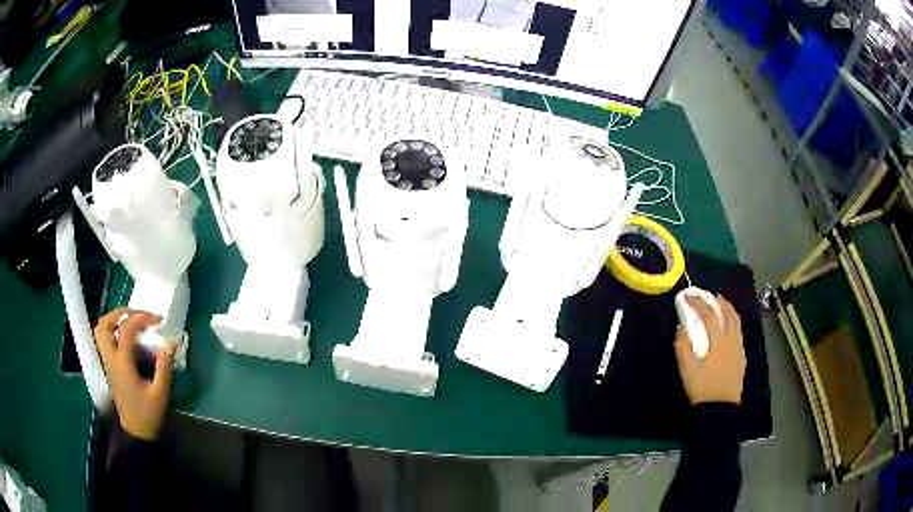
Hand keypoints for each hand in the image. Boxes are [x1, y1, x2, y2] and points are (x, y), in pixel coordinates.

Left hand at [94, 307, 177, 440]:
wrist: (136, 433)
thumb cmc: (148, 414)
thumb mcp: (160, 392)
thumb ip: (165, 365)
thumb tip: (174, 340)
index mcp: (122, 364)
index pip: (126, 330)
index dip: (142, 318)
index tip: (158, 319)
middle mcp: (111, 359)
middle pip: (104, 324)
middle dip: (120, 313)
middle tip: (138, 314)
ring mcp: (107, 362)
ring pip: (101, 331)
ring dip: (114, 319)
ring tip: (132, 320)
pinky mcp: (109, 366)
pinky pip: (105, 340)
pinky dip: (114, 330)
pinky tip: (129, 336)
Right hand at [674, 295, 745, 404]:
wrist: (721, 408)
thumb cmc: (703, 388)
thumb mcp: (687, 370)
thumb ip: (683, 348)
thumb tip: (680, 329)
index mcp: (718, 341)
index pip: (708, 315)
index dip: (698, 302)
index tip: (688, 296)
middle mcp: (731, 340)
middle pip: (729, 314)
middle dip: (720, 302)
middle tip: (713, 296)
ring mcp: (738, 349)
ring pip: (737, 323)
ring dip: (730, 311)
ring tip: (723, 307)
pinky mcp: (741, 358)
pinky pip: (739, 334)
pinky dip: (734, 324)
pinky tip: (729, 331)